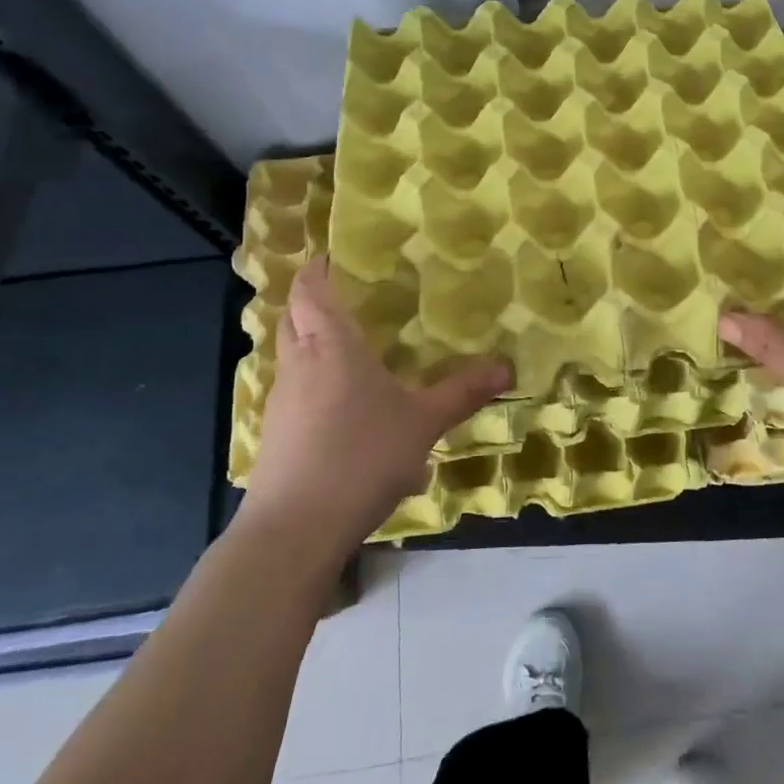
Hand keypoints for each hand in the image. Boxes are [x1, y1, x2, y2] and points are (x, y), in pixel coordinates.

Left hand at [245, 256, 511, 557]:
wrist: (295, 530)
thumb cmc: (360, 456)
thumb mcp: (423, 422)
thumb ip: (462, 392)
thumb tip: (507, 367)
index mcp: (330, 345)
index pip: (311, 289)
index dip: (318, 267)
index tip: (335, 254)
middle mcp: (299, 364)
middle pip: (293, 317)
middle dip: (313, 301)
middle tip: (351, 296)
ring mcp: (281, 401)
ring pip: (292, 356)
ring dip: (313, 343)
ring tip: (353, 349)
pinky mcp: (275, 435)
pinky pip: (294, 391)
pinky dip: (314, 383)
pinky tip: (346, 408)